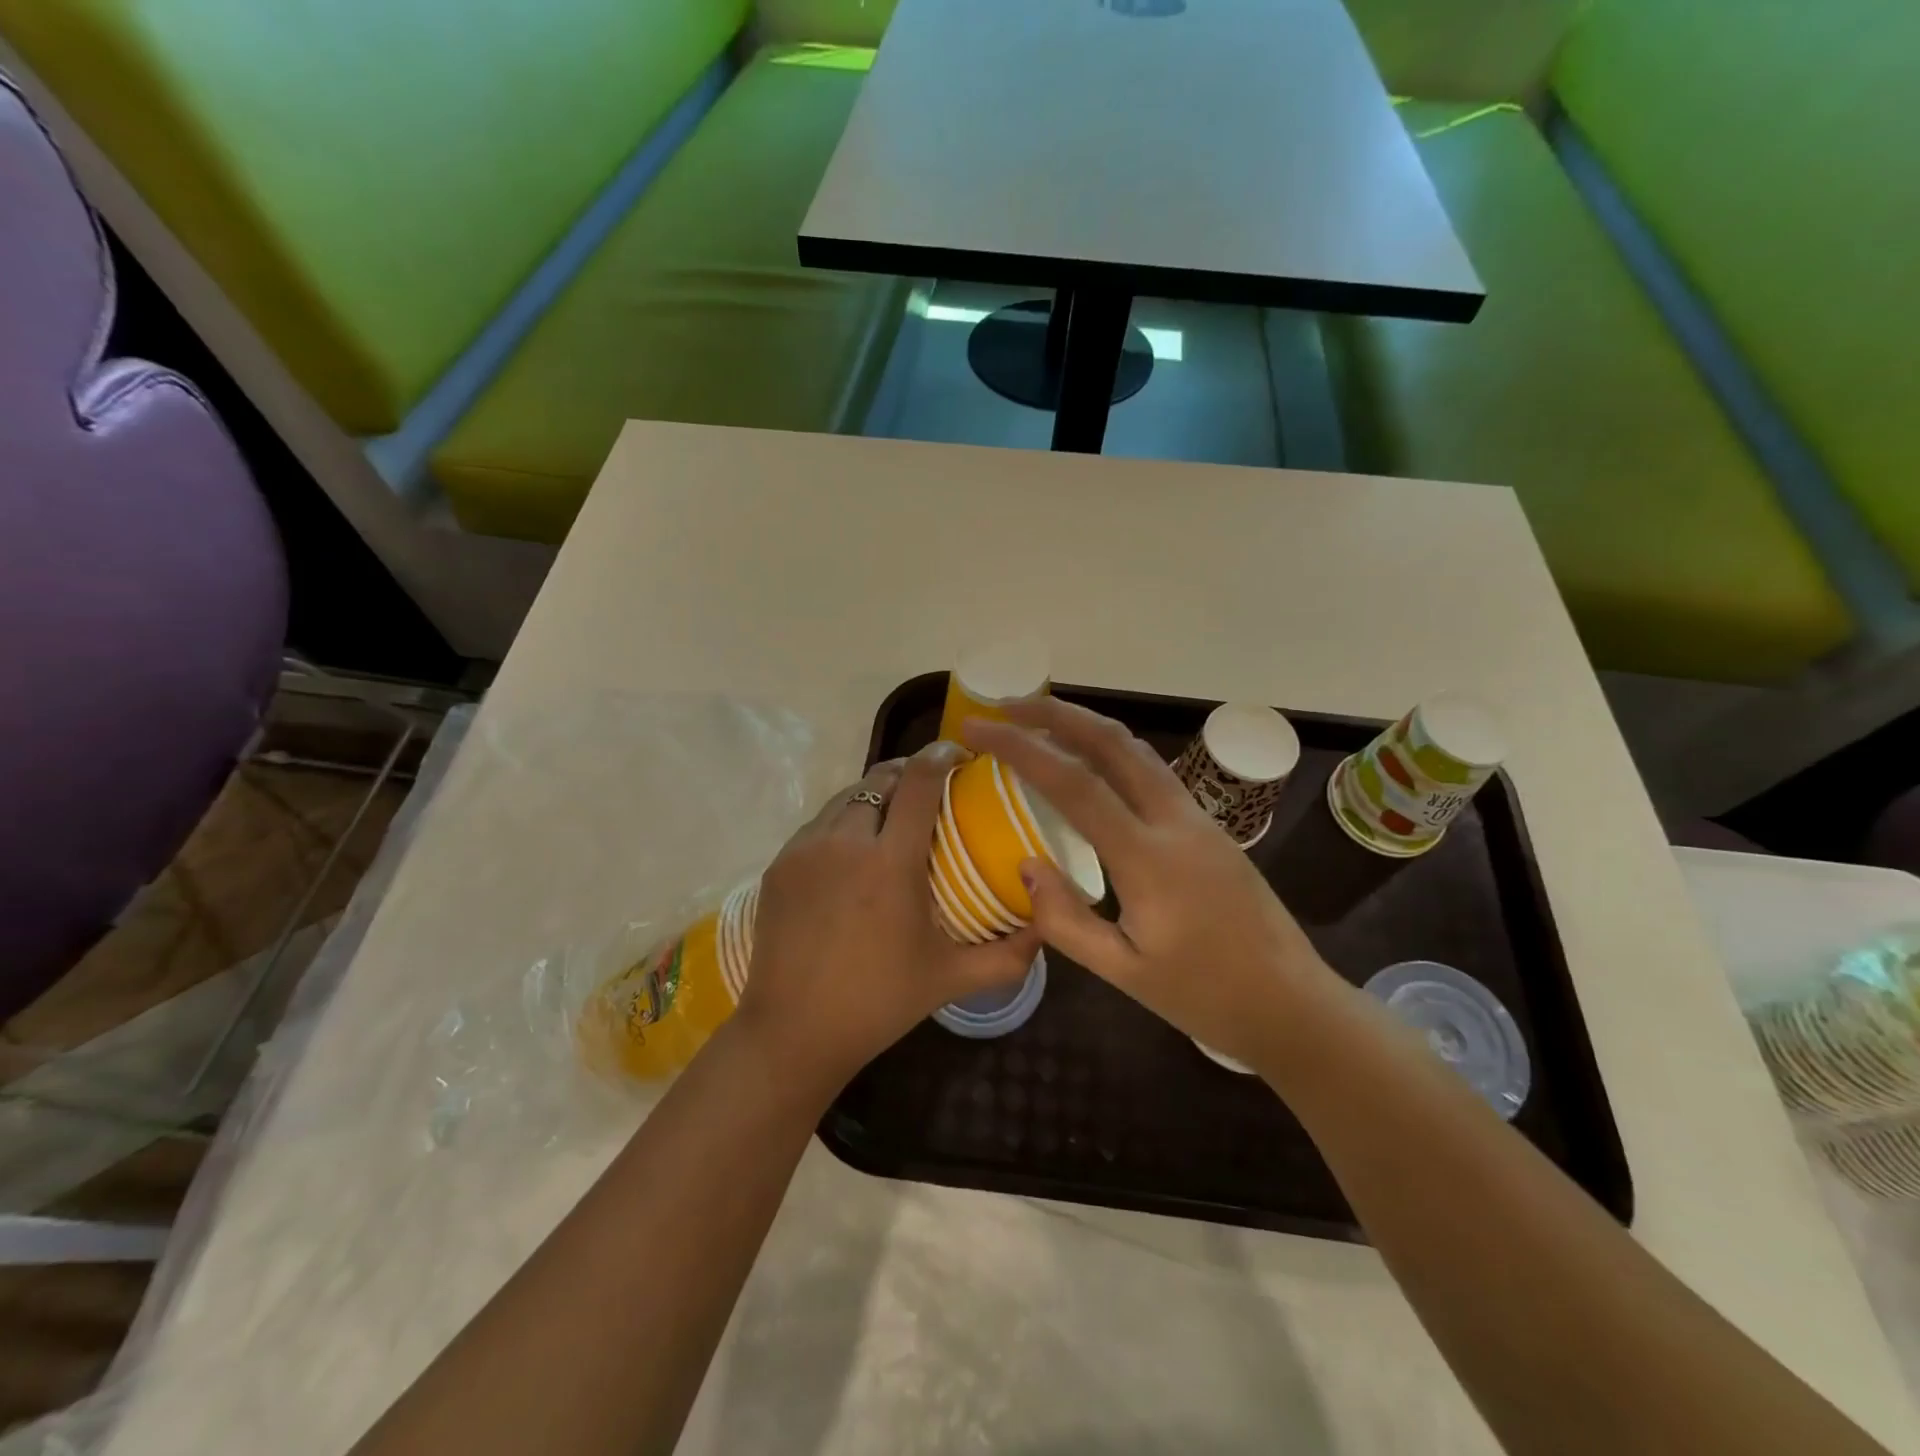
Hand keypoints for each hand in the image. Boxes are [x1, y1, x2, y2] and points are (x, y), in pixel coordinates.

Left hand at [737, 742, 1039, 1093]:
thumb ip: (1008, 955)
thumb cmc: (878, 1003)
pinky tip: (854, 851)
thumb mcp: (950, 979)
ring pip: (846, 797)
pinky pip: (818, 824)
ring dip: (875, 795)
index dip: (941, 755)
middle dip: (909, 773)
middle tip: (930, 790)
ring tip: (892, 818)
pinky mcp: (779, 863)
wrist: (792, 1032)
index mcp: (890, 863)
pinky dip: (843, 822)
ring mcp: (805, 850)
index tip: (960, 754)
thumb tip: (1046, 925)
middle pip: (880, 778)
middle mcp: (845, 842)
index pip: (918, 781)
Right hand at [966, 699, 1338, 1069]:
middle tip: (1007, 706)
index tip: (980, 730)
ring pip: (1136, 749)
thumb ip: (1066, 921)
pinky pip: (1151, 770)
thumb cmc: (1205, 995)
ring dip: (1085, 725)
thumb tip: (1025, 865)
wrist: (1291, 1003)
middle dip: (1056, 713)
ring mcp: (1197, 817)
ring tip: (1039, 722)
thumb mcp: (1124, 973)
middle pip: (1112, 742)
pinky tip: (1089, 762)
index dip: (1022, 749)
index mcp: (1149, 858)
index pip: (1075, 784)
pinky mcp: (1207, 826)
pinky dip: (1110, 750)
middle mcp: (1175, 821)